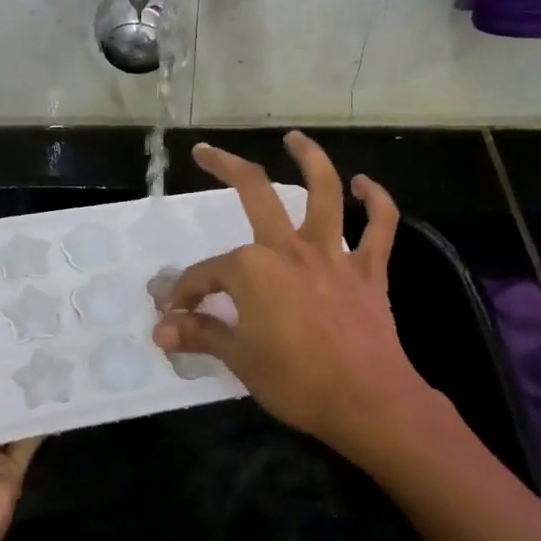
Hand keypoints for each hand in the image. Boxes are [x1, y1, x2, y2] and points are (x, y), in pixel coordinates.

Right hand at [152, 132, 431, 456]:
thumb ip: (200, 334)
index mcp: (252, 269)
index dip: (185, 293)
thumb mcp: (239, 359)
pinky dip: (376, 201)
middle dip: (225, 166)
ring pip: (323, 193)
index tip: (175, 315)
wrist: (368, 402)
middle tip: (206, 151)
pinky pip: (379, 227)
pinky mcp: (368, 270)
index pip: (206, 274)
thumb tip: (161, 329)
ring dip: (309, 159)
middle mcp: (289, 249)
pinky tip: (364, 183)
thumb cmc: (296, 382)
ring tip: (295, 138)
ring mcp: (332, 255)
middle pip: (256, 193)